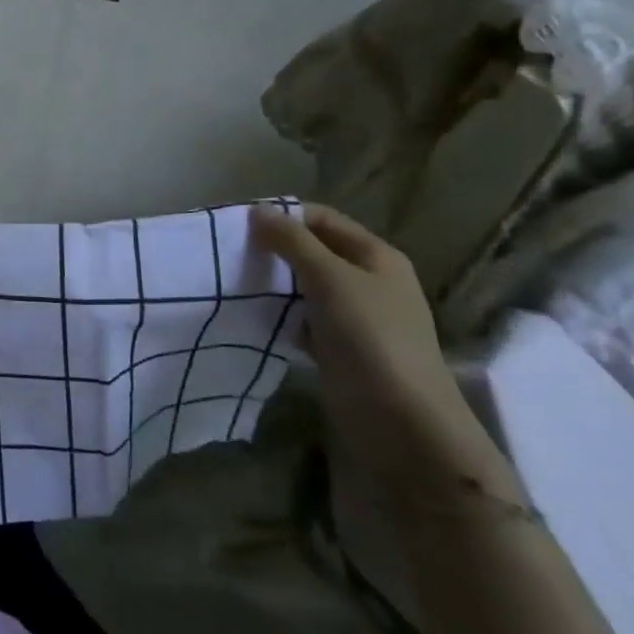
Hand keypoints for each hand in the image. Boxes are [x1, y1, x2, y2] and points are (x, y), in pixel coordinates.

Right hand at [252, 203, 488, 483]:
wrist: (402, 423)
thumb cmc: (370, 337)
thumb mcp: (330, 278)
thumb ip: (292, 241)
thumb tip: (259, 210)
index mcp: (375, 256)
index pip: (322, 218)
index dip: (283, 215)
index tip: (240, 223)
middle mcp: (368, 281)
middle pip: (313, 250)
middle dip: (274, 249)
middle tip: (231, 252)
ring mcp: (355, 317)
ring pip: (305, 286)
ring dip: (274, 282)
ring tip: (234, 280)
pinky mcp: (339, 348)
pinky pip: (303, 319)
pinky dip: (280, 315)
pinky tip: (254, 316)